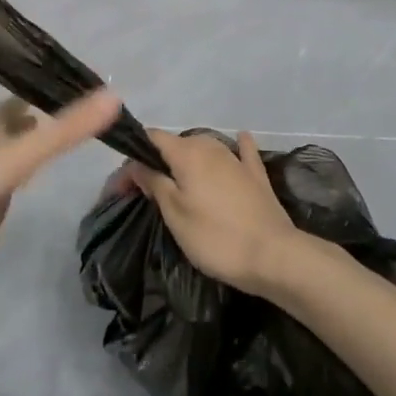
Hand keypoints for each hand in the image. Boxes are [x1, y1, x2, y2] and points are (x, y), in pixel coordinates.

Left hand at [0, 90, 119, 303]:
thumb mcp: (21, 155)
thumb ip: (66, 130)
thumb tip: (114, 96)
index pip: (28, 96)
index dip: (55, 88)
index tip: (92, 84)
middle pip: (27, 123)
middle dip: (56, 116)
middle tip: (99, 113)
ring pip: (24, 151)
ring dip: (48, 144)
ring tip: (87, 138)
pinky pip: (20, 181)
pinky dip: (39, 174)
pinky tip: (54, 176)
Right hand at [128, 130, 300, 295]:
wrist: (273, 255)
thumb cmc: (215, 236)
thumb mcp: (174, 213)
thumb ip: (154, 182)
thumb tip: (138, 164)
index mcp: (187, 152)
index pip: (152, 139)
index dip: (133, 157)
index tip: (122, 185)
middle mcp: (211, 147)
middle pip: (177, 144)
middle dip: (157, 162)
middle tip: (144, 191)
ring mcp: (237, 160)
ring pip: (205, 148)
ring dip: (187, 160)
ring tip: (176, 181)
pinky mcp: (257, 176)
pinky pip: (243, 153)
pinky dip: (237, 147)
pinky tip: (241, 139)